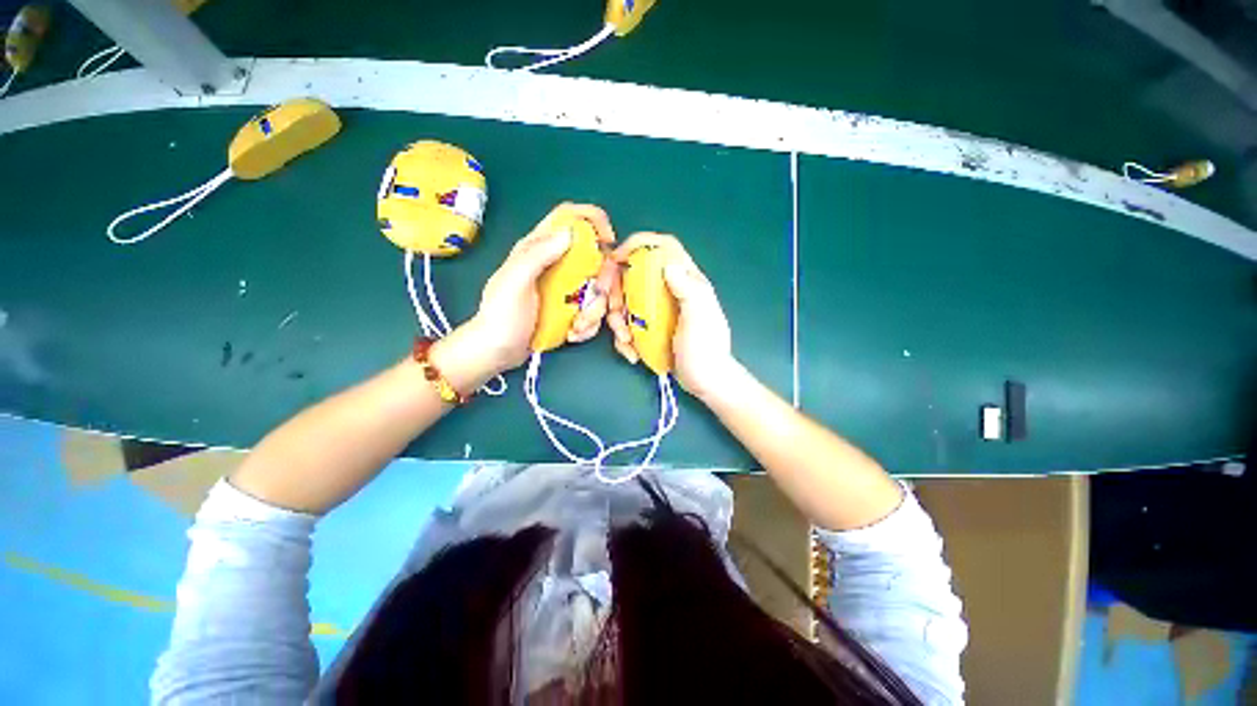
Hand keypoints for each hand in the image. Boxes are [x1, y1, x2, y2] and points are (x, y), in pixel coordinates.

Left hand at [441, 203, 615, 383]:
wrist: (497, 352)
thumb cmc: (501, 316)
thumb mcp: (515, 282)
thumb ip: (538, 255)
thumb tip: (569, 232)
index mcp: (538, 248)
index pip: (568, 217)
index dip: (591, 219)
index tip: (608, 240)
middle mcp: (555, 264)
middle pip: (593, 257)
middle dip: (602, 279)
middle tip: (595, 297)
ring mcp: (565, 289)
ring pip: (597, 287)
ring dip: (594, 310)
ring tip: (575, 326)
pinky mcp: (570, 308)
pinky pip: (592, 309)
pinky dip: (589, 324)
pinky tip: (573, 333)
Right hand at [609, 233, 738, 399]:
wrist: (705, 382)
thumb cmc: (705, 350)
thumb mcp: (700, 318)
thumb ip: (688, 290)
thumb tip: (668, 265)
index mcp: (686, 280)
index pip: (663, 247)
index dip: (639, 244)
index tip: (617, 259)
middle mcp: (669, 289)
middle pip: (634, 273)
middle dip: (617, 292)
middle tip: (613, 313)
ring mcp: (657, 309)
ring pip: (625, 300)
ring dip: (617, 320)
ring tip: (626, 341)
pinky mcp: (648, 326)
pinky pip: (626, 322)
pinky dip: (623, 337)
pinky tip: (632, 352)